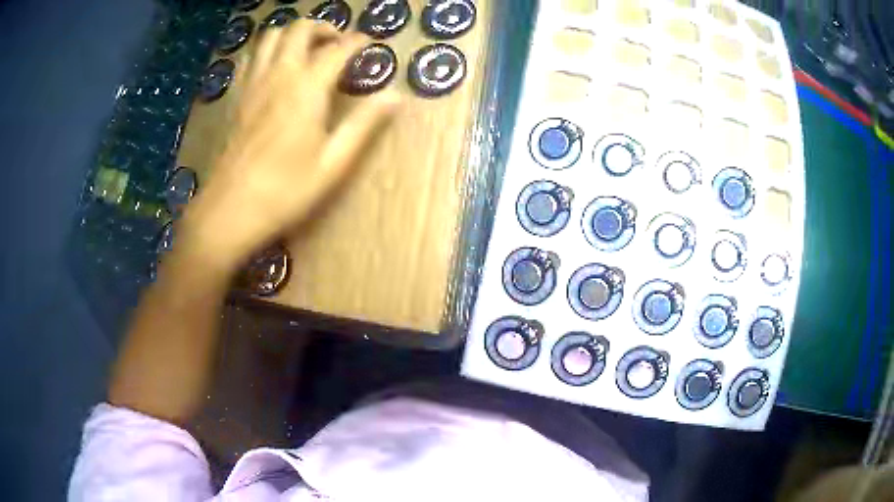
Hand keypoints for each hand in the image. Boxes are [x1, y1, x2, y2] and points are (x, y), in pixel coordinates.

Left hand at [181, 21, 399, 270]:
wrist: (230, 210)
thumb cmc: (285, 191)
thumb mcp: (334, 163)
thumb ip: (364, 124)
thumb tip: (396, 96)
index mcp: (306, 89)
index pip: (337, 49)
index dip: (358, 41)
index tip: (370, 43)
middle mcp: (278, 76)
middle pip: (299, 29)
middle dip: (323, 27)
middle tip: (337, 42)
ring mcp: (253, 85)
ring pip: (271, 37)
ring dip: (292, 33)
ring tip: (307, 49)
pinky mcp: (237, 98)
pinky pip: (250, 58)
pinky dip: (266, 50)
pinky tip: (273, 66)